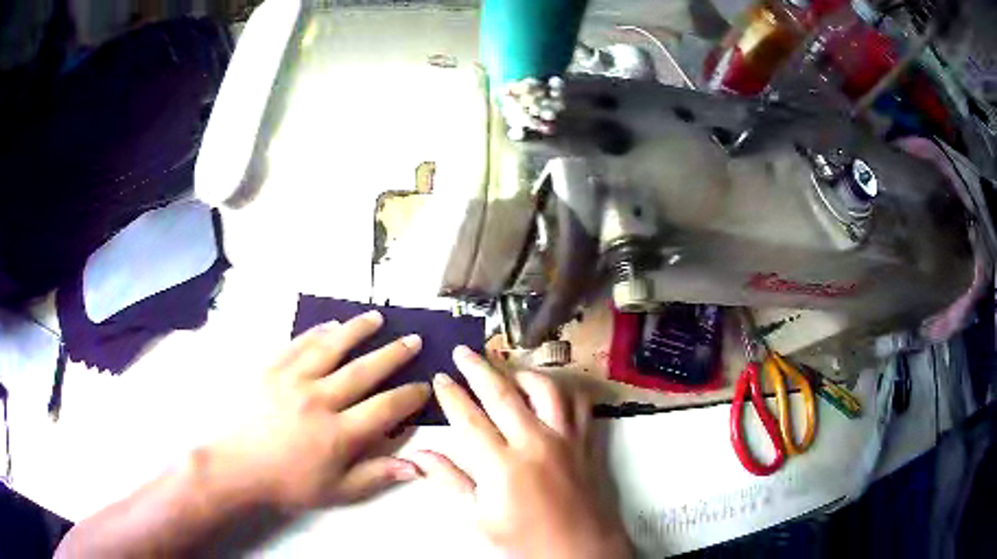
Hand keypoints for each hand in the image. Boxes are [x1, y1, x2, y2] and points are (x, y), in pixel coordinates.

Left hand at [202, 310, 430, 510]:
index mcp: (339, 434)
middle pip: (364, 371)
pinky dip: (317, 333)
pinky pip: (299, 344)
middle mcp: (320, 400)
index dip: (410, 396)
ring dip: (357, 331)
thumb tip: (416, 467)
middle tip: (414, 340)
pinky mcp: (271, 369)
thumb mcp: (337, 491)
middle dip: (394, 354)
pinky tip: (331, 325)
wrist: (238, 467)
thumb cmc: (289, 482)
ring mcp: (293, 380)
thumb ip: (375, 476)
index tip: (424, 386)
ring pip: (332, 348)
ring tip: (377, 318)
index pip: (386, 408)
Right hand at [412, 346, 631, 558]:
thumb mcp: (479, 518)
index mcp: (502, 465)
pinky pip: (579, 404)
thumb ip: (449, 482)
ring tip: (506, 369)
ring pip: (545, 389)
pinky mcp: (586, 442)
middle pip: (502, 393)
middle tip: (462, 353)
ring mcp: (565, 439)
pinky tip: (550, 391)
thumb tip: (419, 457)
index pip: (469, 418)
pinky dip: (563, 390)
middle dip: (477, 368)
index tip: (440, 379)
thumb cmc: (527, 541)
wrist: (580, 550)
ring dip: (521, 372)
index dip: (451, 395)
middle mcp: (535, 443)